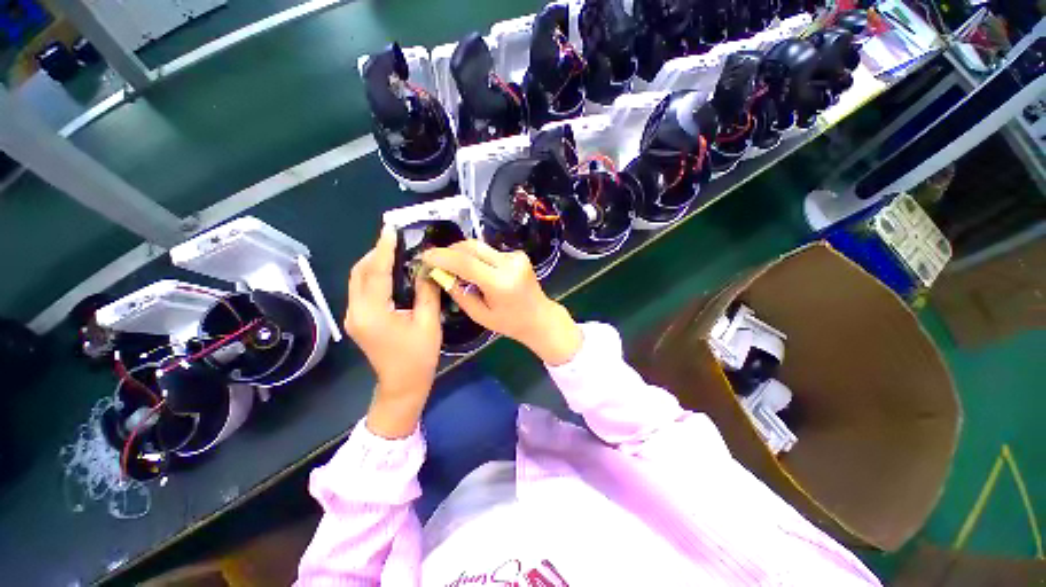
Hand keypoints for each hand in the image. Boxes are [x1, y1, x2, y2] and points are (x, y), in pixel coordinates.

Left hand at [345, 226, 441, 438]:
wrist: (402, 385)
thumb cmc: (419, 356)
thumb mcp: (428, 323)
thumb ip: (426, 292)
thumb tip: (427, 268)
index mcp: (373, 313)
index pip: (376, 273)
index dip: (384, 249)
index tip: (390, 229)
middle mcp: (356, 312)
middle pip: (359, 273)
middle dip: (376, 253)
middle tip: (396, 240)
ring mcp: (354, 316)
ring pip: (357, 280)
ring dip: (373, 263)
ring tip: (394, 251)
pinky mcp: (358, 319)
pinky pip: (361, 289)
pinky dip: (373, 275)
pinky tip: (389, 271)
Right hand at [421, 241, 581, 365]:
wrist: (540, 317)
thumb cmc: (510, 323)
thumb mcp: (481, 316)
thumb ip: (460, 294)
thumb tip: (440, 275)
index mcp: (500, 283)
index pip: (466, 262)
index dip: (442, 257)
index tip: (425, 256)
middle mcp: (510, 264)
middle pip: (472, 247)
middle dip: (450, 251)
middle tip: (436, 260)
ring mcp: (516, 257)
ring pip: (480, 247)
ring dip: (463, 254)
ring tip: (453, 267)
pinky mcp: (519, 254)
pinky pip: (490, 252)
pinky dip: (478, 258)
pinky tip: (476, 270)